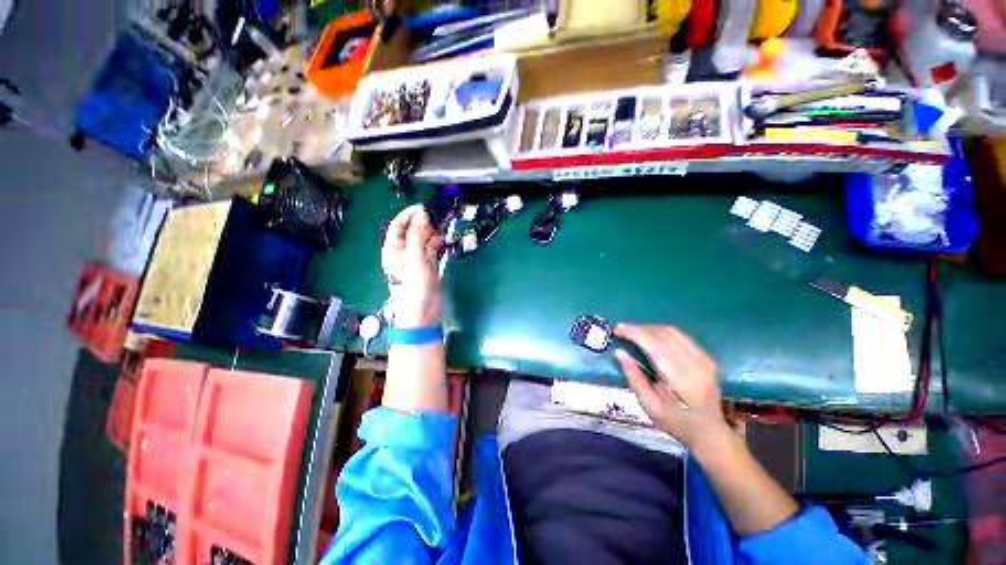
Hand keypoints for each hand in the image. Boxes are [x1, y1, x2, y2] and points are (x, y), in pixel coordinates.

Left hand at [381, 204, 443, 327]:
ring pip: (422, 239)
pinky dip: (435, 244)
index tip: (423, 208)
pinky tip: (441, 242)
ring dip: (431, 234)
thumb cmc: (414, 285)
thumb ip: (417, 235)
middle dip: (422, 224)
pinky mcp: (427, 265)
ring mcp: (415, 258)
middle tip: (435, 222)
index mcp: (393, 248)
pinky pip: (430, 249)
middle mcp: (403, 251)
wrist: (422, 311)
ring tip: (440, 233)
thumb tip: (422, 215)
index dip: (408, 214)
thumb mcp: (414, 257)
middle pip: (411, 231)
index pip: (398, 225)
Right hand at [614, 324, 728, 448]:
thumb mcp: (649, 406)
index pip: (657, 346)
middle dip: (640, 328)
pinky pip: (680, 336)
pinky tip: (650, 337)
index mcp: (683, 380)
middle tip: (621, 331)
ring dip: (649, 328)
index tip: (617, 330)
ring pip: (672, 332)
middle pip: (664, 334)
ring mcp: (705, 359)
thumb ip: (634, 378)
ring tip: (633, 333)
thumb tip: (620, 352)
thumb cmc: (676, 422)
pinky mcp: (707, 356)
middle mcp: (697, 365)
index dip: (635, 333)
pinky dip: (661, 332)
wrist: (709, 431)